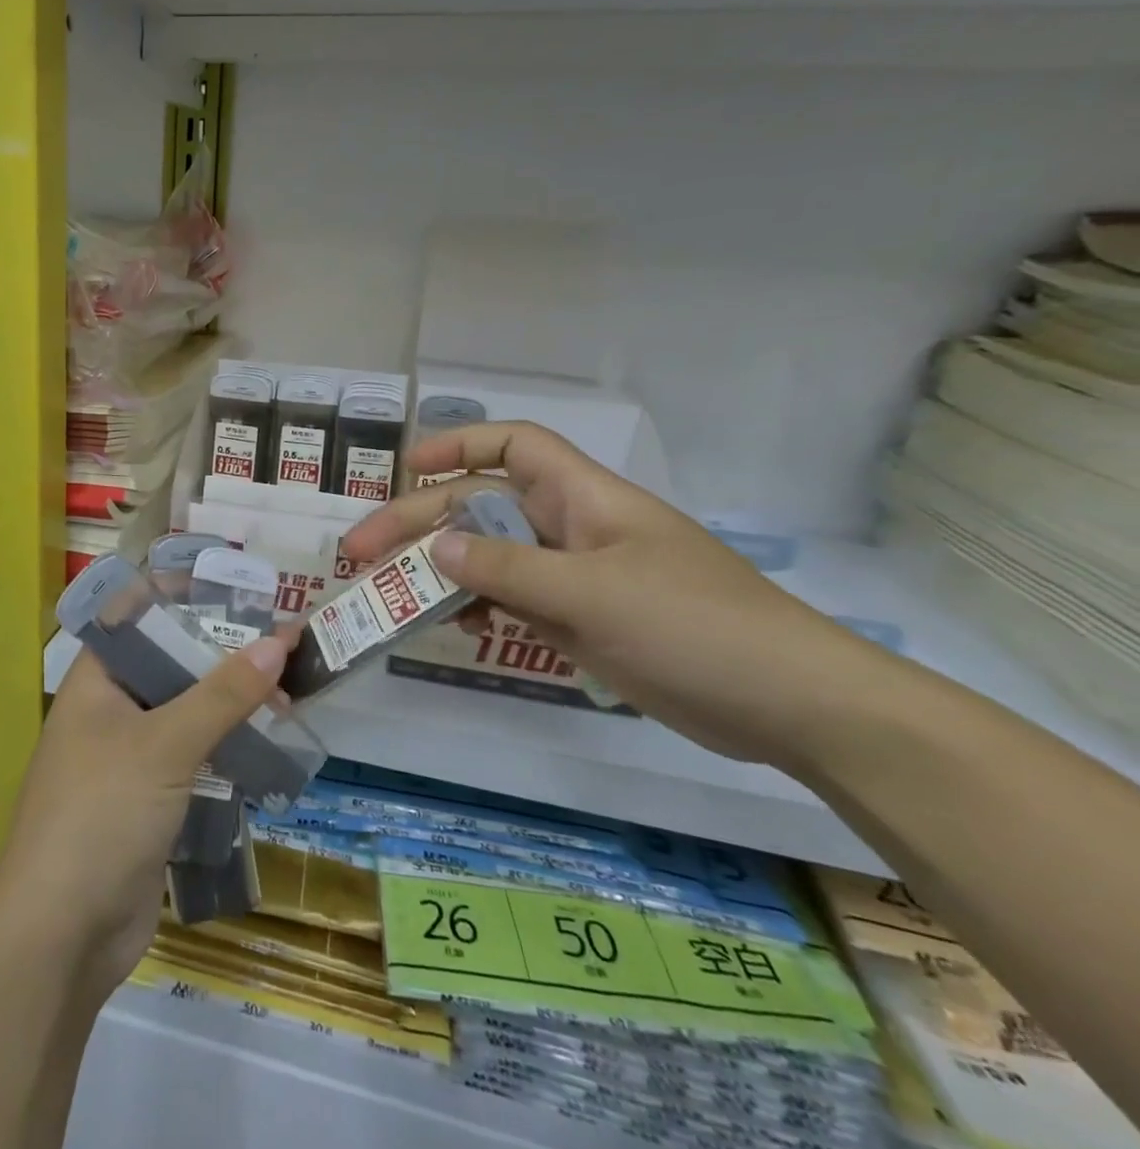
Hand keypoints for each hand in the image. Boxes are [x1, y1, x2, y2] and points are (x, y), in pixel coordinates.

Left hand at [0, 634, 292, 994]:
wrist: (60, 937)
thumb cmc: (101, 815)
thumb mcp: (164, 746)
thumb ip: (222, 694)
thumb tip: (277, 642)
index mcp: (96, 681)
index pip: (138, 618)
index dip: (184, 599)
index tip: (237, 592)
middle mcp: (109, 711)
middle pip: (171, 665)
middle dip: (223, 657)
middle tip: (282, 647)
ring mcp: (128, 759)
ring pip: (187, 715)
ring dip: (232, 707)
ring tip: (289, 698)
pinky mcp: (148, 801)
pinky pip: (193, 759)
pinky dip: (226, 749)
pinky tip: (269, 747)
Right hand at [342, 423, 873, 767]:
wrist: (788, 704)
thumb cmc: (693, 626)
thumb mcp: (591, 594)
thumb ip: (508, 570)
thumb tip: (437, 548)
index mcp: (583, 499)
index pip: (515, 447)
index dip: (459, 444)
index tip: (407, 467)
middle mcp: (573, 528)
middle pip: (482, 507)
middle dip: (420, 523)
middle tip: (360, 552)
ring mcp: (576, 576)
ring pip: (491, 558)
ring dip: (441, 569)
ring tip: (391, 591)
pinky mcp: (581, 620)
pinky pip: (513, 600)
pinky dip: (478, 607)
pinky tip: (455, 625)